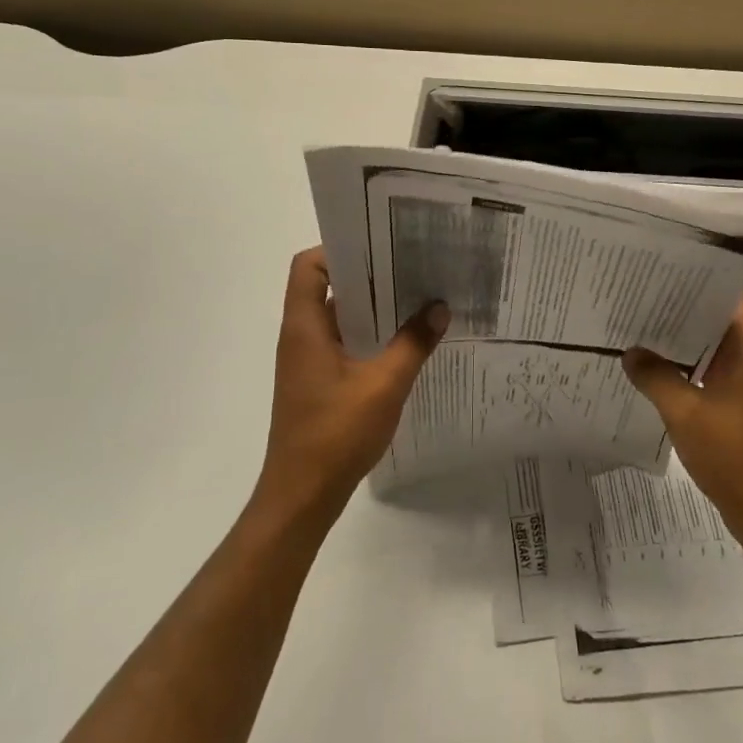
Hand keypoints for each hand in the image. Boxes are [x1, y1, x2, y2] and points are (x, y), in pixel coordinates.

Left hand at [255, 247, 449, 527]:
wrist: (302, 497)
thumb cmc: (335, 434)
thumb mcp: (384, 385)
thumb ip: (412, 343)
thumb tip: (440, 307)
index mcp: (305, 327)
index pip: (308, 266)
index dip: (339, 249)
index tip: (380, 246)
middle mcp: (302, 336)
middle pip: (328, 287)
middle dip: (369, 275)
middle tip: (413, 265)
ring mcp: (309, 361)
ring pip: (340, 317)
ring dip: (374, 307)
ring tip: (417, 296)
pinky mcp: (319, 382)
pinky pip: (345, 342)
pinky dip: (371, 335)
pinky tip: (406, 341)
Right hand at [621, 292, 742, 557]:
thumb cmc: (735, 456)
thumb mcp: (686, 413)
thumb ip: (655, 376)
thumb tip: (630, 351)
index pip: (732, 288)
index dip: (702, 270)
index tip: (664, 258)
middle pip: (718, 310)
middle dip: (682, 297)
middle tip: (637, 283)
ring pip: (710, 339)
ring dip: (680, 330)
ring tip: (637, 314)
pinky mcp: (736, 397)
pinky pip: (707, 364)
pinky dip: (683, 358)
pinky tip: (649, 358)